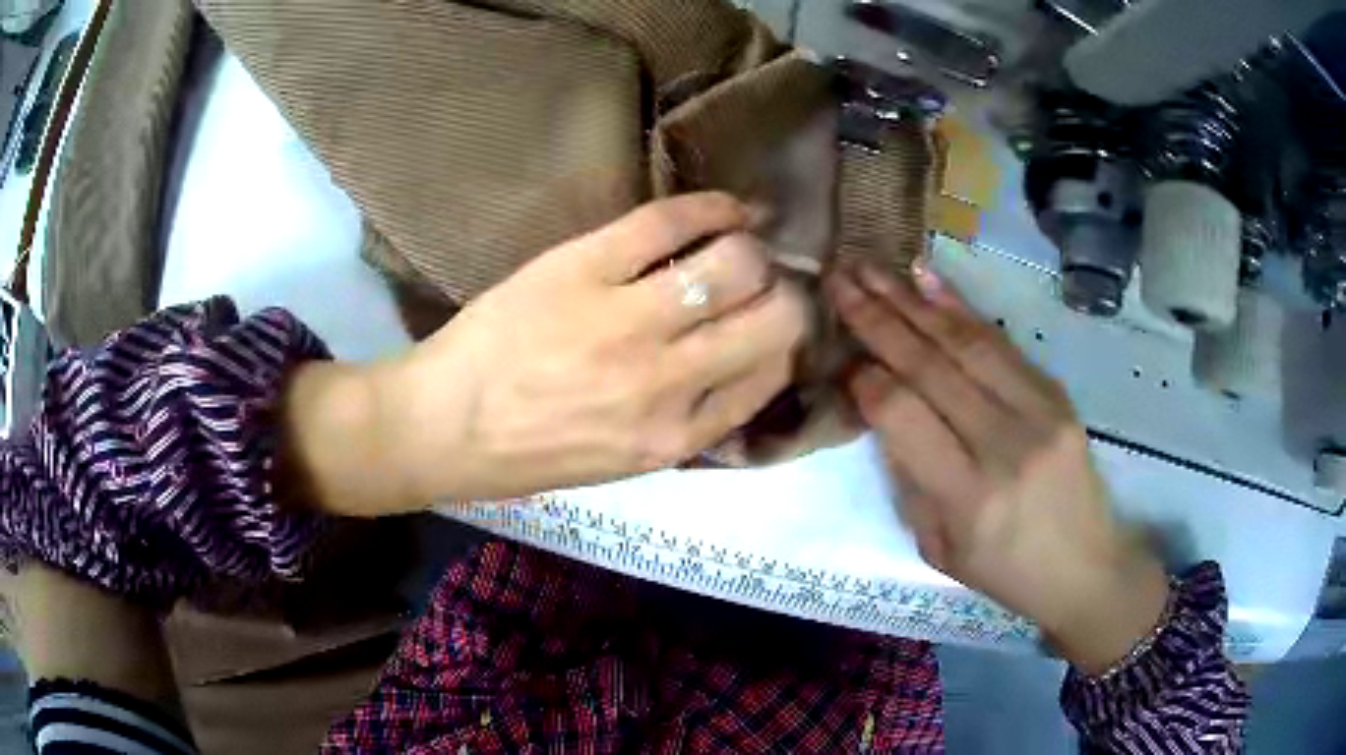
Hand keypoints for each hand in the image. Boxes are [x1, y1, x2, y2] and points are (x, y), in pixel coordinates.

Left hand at [366, 193, 809, 505]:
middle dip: (782, 292)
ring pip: (736, 262)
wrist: (442, 427)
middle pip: (776, 315)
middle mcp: (668, 382)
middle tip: (761, 281)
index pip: (774, 372)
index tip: (774, 320)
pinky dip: (712, 207)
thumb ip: (690, 422)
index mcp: (678, 437)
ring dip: (750, 248)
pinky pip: (670, 222)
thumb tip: (743, 368)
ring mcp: (626, 321)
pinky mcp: (583, 268)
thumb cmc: (529, 454)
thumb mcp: (623, 463)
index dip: (785, 339)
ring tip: (737, 243)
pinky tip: (724, 208)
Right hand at [826, 260, 1168, 673]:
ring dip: (914, 301)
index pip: (903, 415)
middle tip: (840, 280)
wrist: (1086, 567)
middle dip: (878, 319)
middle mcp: (1005, 444)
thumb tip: (881, 408)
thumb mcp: (938, 547)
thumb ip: (909, 477)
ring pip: (967, 343)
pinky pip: (1001, 342)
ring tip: (873, 269)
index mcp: (969, 497)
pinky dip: (961, 307)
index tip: (841, 353)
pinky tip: (928, 280)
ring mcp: (1040, 412)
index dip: (866, 378)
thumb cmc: (1005, 572)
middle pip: (932, 366)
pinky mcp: (1057, 394)